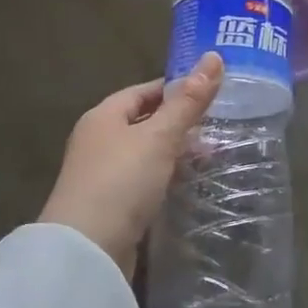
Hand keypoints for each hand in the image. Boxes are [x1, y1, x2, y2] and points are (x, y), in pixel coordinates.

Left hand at [40, 53, 224, 276]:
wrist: (87, 251)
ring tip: (214, 160)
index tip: (211, 92)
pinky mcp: (111, 207)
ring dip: (176, 156)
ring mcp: (103, 176)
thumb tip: (214, 56)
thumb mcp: (159, 136)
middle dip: (180, 125)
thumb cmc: (121, 181)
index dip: (176, 89)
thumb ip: (188, 101)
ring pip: (146, 156)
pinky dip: (167, 181)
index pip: (143, 91)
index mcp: (103, 116)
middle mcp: (98, 141)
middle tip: (220, 129)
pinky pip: (144, 184)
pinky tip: (190, 189)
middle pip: (145, 123)